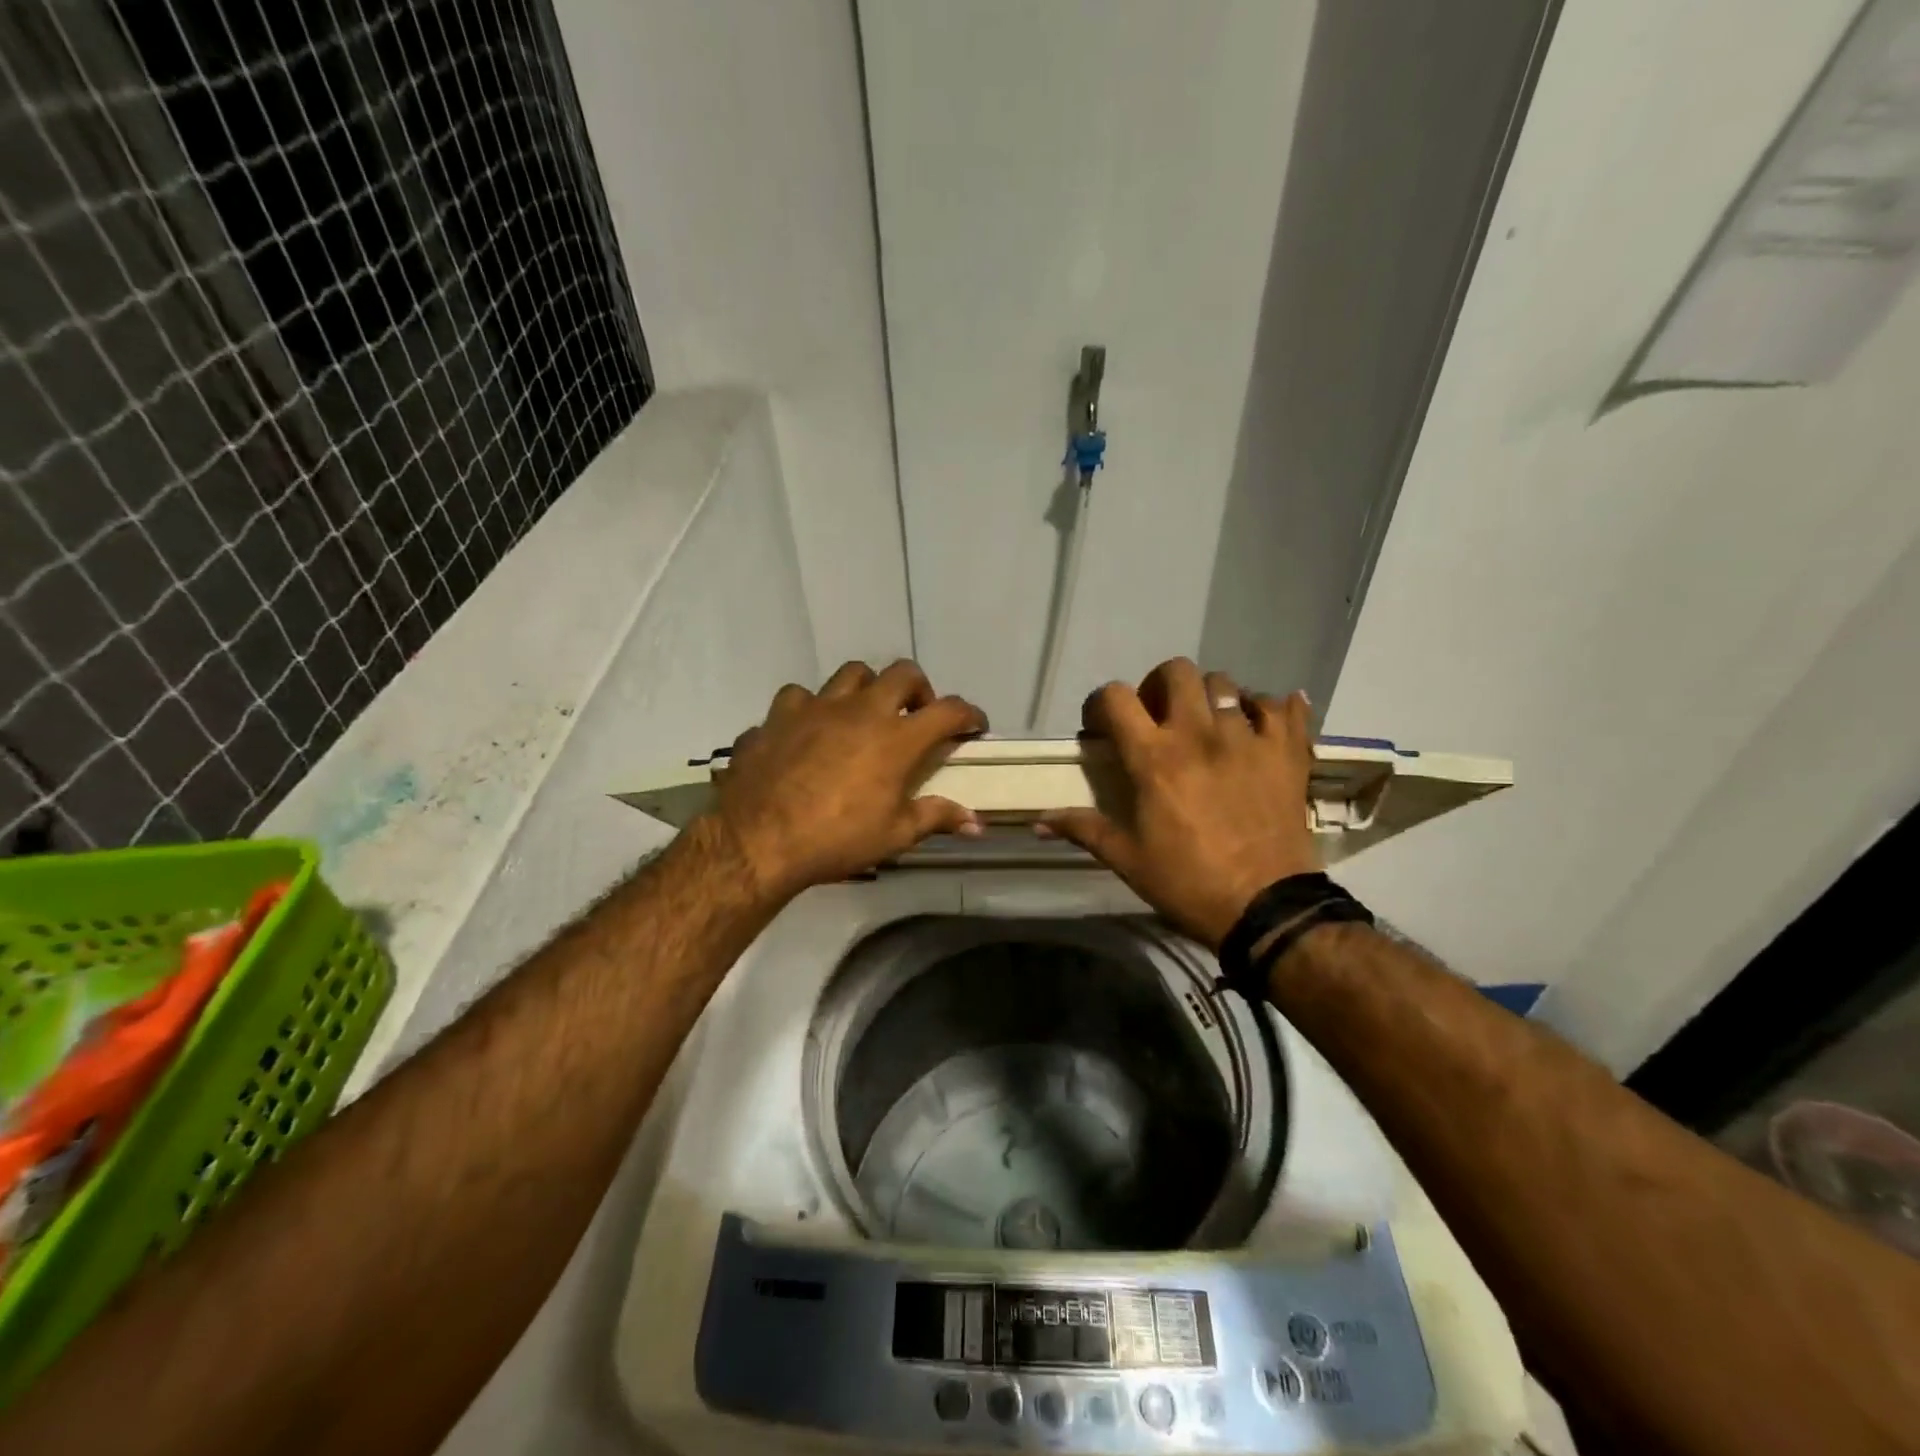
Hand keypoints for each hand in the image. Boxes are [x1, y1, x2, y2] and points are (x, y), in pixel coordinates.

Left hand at [706, 660, 987, 901]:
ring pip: (852, 673)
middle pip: (902, 673)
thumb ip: (936, 818)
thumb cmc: (836, 839)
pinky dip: (810, 708)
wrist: (759, 839)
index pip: (948, 711)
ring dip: (867, 688)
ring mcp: (817, 706)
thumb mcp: (895, 835)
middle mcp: (861, 710)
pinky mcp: (779, 715)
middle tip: (915, 715)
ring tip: (863, 713)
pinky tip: (807, 729)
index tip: (974, 725)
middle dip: (918, 689)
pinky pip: (799, 697)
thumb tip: (977, 823)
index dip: (968, 714)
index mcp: (896, 738)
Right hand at [1038, 658, 1320, 948]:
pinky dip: (1267, 709)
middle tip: (1158, 716)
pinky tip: (1259, 725)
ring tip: (1208, 725)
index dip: (1101, 703)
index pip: (1115, 697)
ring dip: (1210, 697)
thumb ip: (1083, 829)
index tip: (1103, 725)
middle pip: (1177, 671)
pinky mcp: (1286, 753)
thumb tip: (1037, 823)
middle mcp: (1199, 734)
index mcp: (1154, 758)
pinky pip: (1282, 707)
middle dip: (1160, 685)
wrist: (1267, 909)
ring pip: (1226, 684)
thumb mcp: (1127, 859)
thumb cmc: (1188, 883)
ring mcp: (1248, 739)